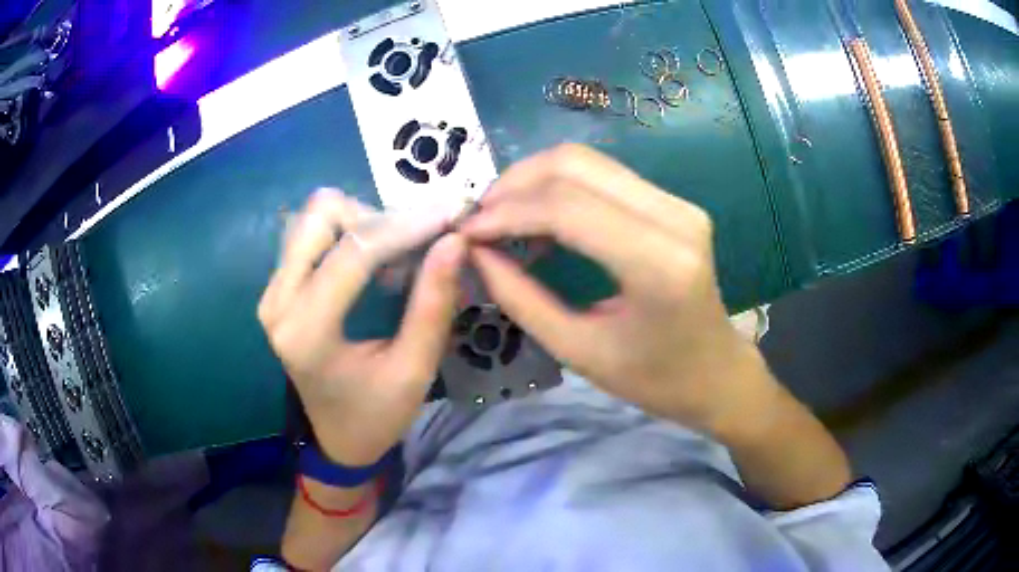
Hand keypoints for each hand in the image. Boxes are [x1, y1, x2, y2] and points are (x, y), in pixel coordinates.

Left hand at [259, 189, 464, 464]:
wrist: (337, 437)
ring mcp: (272, 291)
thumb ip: (433, 304)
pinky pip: (311, 234)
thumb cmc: (377, 414)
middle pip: (322, 214)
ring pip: (314, 217)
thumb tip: (454, 241)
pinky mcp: (277, 288)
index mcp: (307, 330)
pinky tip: (373, 263)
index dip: (406, 226)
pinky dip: (348, 234)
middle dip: (376, 219)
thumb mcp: (414, 370)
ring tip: (394, 257)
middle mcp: (279, 301)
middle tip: (413, 246)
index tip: (450, 215)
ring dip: (362, 223)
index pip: (354, 251)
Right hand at [462, 145, 772, 434]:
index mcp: (659, 264)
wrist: (716, 372)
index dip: (507, 212)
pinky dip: (559, 187)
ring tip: (501, 218)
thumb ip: (521, 298)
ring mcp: (678, 203)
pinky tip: (538, 218)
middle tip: (480, 220)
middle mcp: (674, 217)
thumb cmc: (654, 379)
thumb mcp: (578, 351)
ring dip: (533, 180)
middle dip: (514, 184)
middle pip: (575, 166)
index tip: (467, 232)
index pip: (566, 208)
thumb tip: (474, 252)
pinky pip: (603, 175)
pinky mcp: (673, 202)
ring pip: (587, 161)